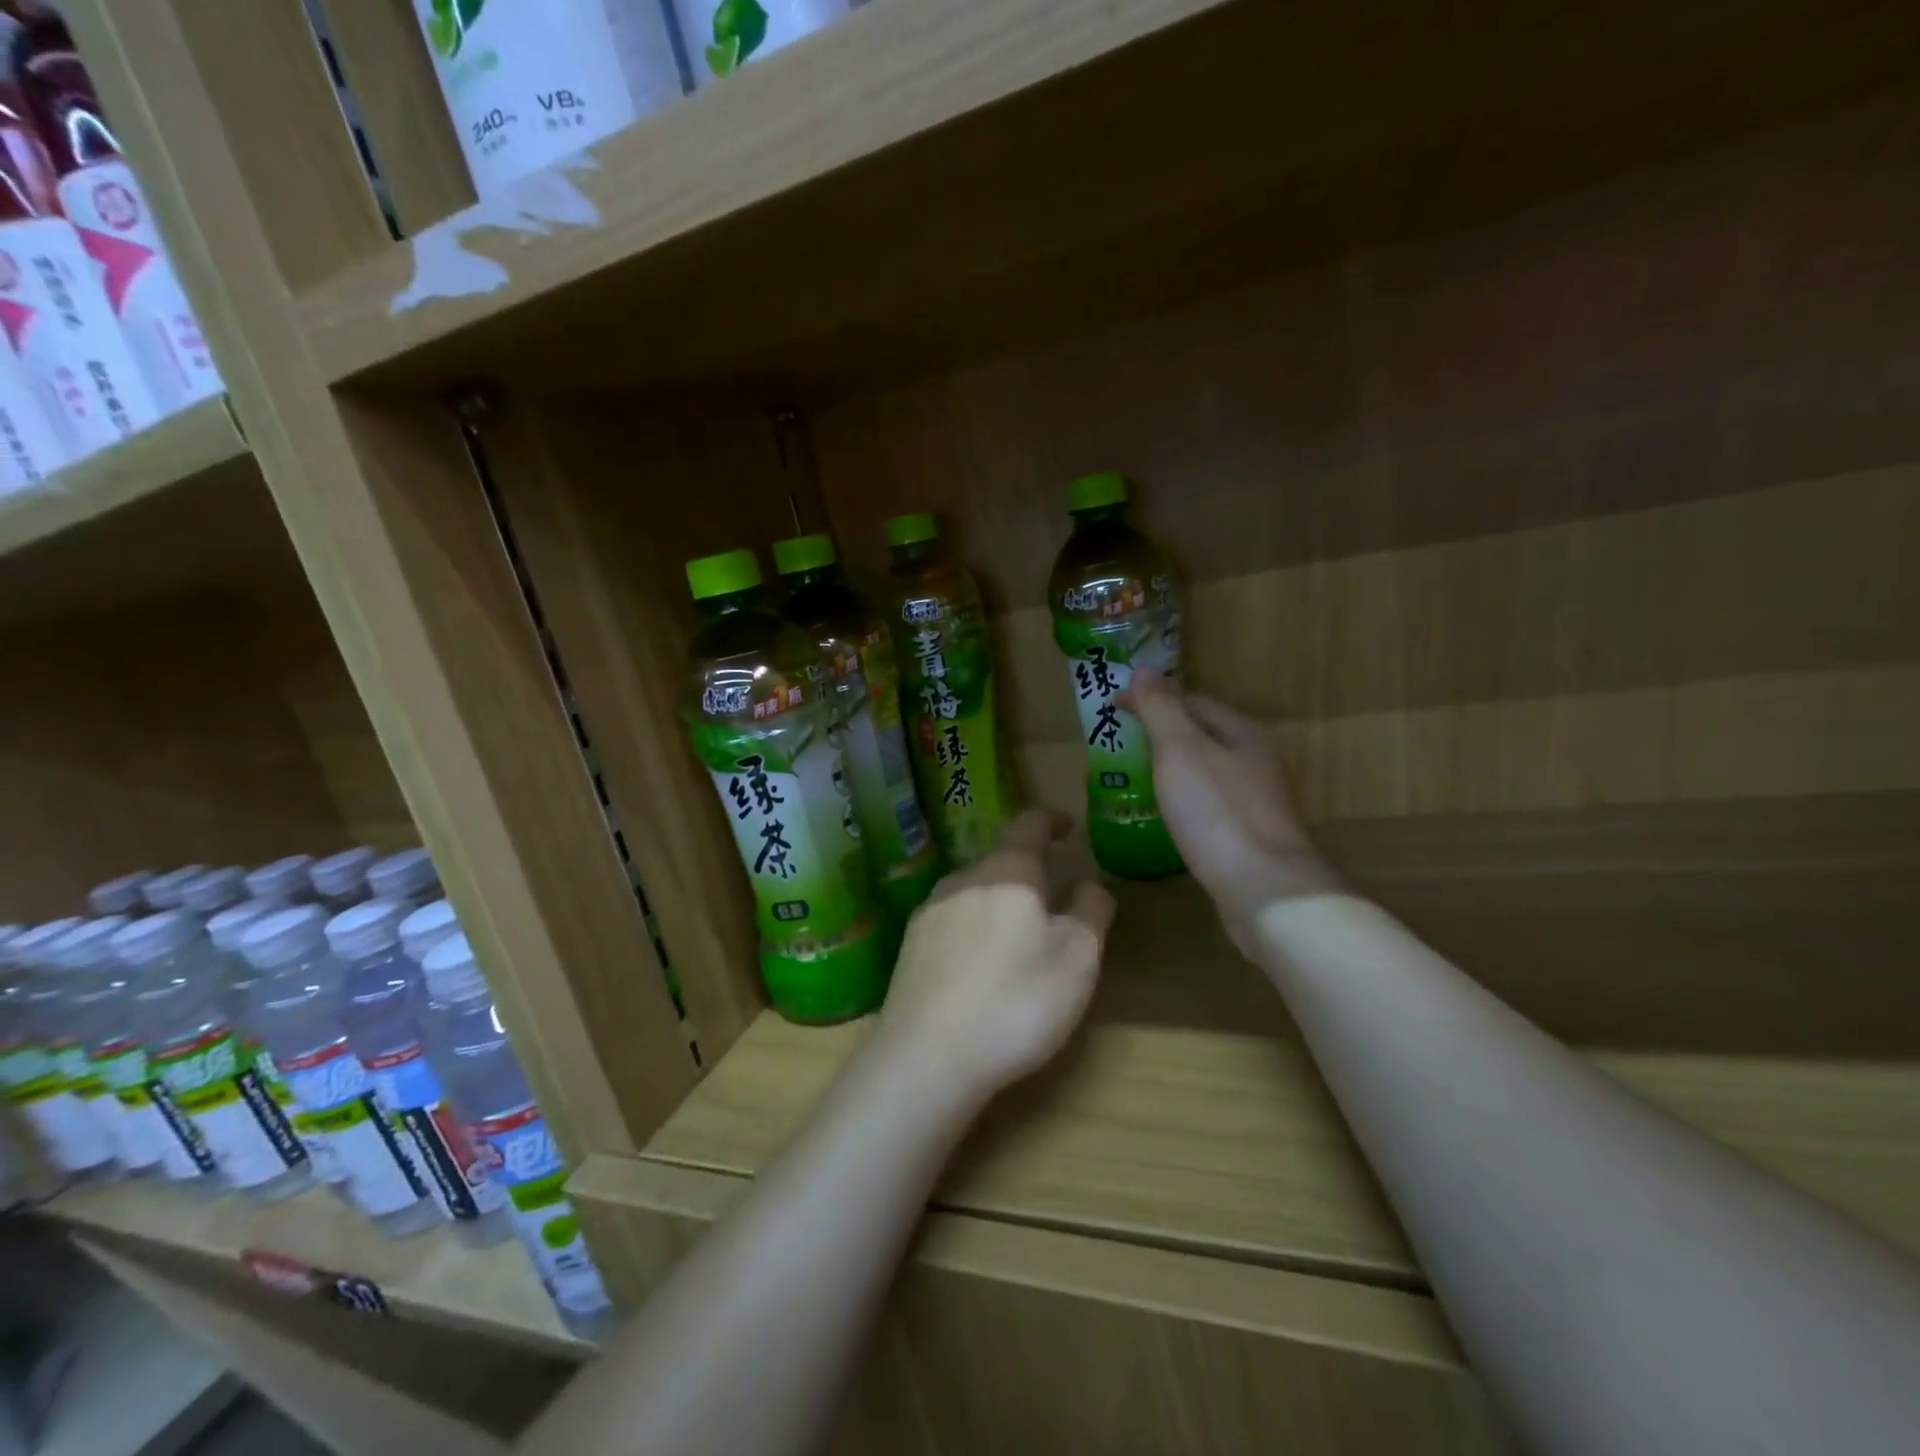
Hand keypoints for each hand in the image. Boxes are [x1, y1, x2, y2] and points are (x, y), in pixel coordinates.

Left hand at [880, 810, 1115, 1108]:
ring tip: (1018, 939)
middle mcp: (963, 879)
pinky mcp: (910, 945)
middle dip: (1028, 875)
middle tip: (1053, 903)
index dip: (1051, 820)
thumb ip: (1090, 912)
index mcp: (1007, 872)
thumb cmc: (1016, 1002)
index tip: (1067, 825)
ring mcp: (930, 911)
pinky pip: (952, 922)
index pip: (1029, 825)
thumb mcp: (1077, 959)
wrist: (927, 1056)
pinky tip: (979, 967)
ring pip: (974, 892)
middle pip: (1000, 862)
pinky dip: (974, 930)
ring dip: (999, 903)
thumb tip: (1090, 884)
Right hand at [1122, 668, 1337, 947]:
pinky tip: (1168, 813)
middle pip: (1203, 732)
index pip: (1191, 700)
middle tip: (1120, 740)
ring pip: (1207, 768)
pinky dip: (1184, 796)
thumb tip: (1144, 670)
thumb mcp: (1180, 750)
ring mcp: (1257, 799)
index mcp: (1241, 731)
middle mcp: (1255, 759)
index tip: (1112, 707)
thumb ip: (1161, 709)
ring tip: (1136, 774)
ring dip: (1173, 765)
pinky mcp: (1250, 834)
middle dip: (1163, 730)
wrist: (1264, 888)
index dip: (1150, 698)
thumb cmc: (1216, 812)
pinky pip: (1210, 801)